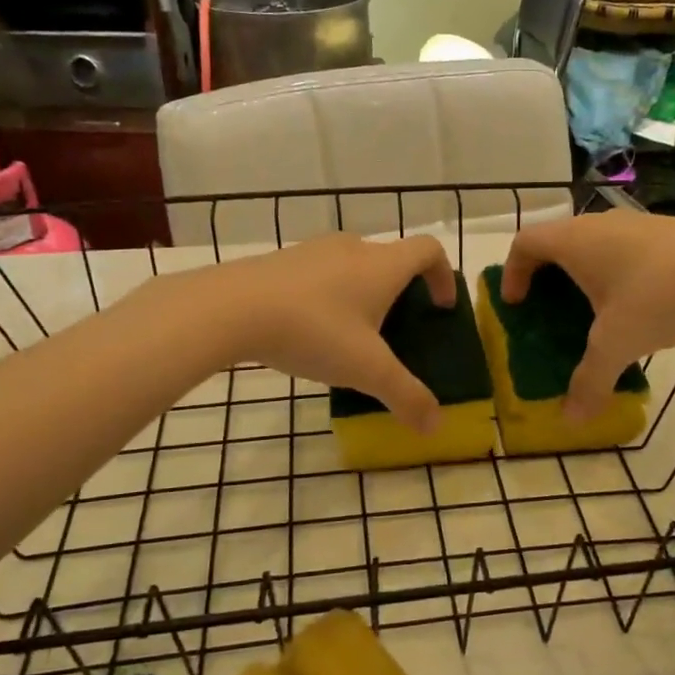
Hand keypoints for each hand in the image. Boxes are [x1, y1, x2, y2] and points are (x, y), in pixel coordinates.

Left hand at [196, 232, 456, 432]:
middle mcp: (352, 248)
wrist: (230, 308)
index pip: (429, 250)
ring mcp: (313, 251)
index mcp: (383, 265)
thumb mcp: (367, 370)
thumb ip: (406, 396)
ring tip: (352, 335)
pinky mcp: (281, 262)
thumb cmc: (314, 331)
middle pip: (390, 259)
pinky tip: (310, 331)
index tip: (441, 307)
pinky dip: (328, 296)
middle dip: (401, 291)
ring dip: (362, 293)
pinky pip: (319, 274)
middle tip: (396, 330)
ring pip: (352, 266)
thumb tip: (435, 426)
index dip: (443, 276)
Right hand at [502, 212, 674, 420]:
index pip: (525, 242)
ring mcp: (637, 223)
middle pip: (558, 240)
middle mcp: (600, 224)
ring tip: (596, 310)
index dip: (513, 271)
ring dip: (585, 272)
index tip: (517, 303)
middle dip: (547, 274)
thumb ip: (590, 381)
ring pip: (596, 243)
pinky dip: (617, 271)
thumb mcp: (616, 345)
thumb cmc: (656, 298)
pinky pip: (626, 247)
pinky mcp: (668, 230)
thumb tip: (572, 420)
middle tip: (550, 309)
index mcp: (575, 242)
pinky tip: (640, 303)